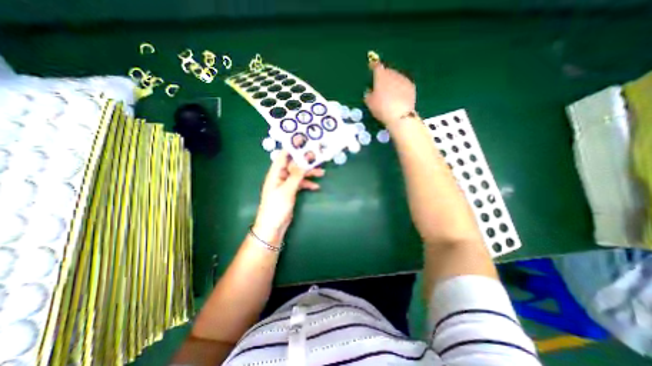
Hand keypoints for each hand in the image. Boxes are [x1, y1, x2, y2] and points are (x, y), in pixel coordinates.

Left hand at [251, 150, 322, 246]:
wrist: (273, 226)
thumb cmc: (276, 207)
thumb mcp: (287, 190)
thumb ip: (296, 175)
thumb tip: (304, 161)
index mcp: (275, 173)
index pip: (284, 156)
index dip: (292, 147)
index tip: (303, 140)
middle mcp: (280, 176)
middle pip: (294, 164)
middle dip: (305, 161)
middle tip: (318, 156)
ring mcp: (285, 184)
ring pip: (299, 174)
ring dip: (309, 173)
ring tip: (322, 172)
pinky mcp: (290, 191)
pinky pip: (300, 184)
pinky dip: (308, 184)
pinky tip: (316, 186)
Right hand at [362, 60, 417, 126]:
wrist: (400, 115)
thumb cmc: (381, 108)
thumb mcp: (369, 103)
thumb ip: (368, 94)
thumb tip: (370, 90)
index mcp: (381, 76)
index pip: (376, 66)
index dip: (373, 65)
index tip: (371, 66)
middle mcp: (393, 74)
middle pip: (387, 71)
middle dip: (384, 76)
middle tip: (380, 85)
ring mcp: (403, 79)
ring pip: (396, 77)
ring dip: (392, 82)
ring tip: (389, 92)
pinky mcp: (411, 86)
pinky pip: (403, 84)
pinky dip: (400, 87)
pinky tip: (398, 96)